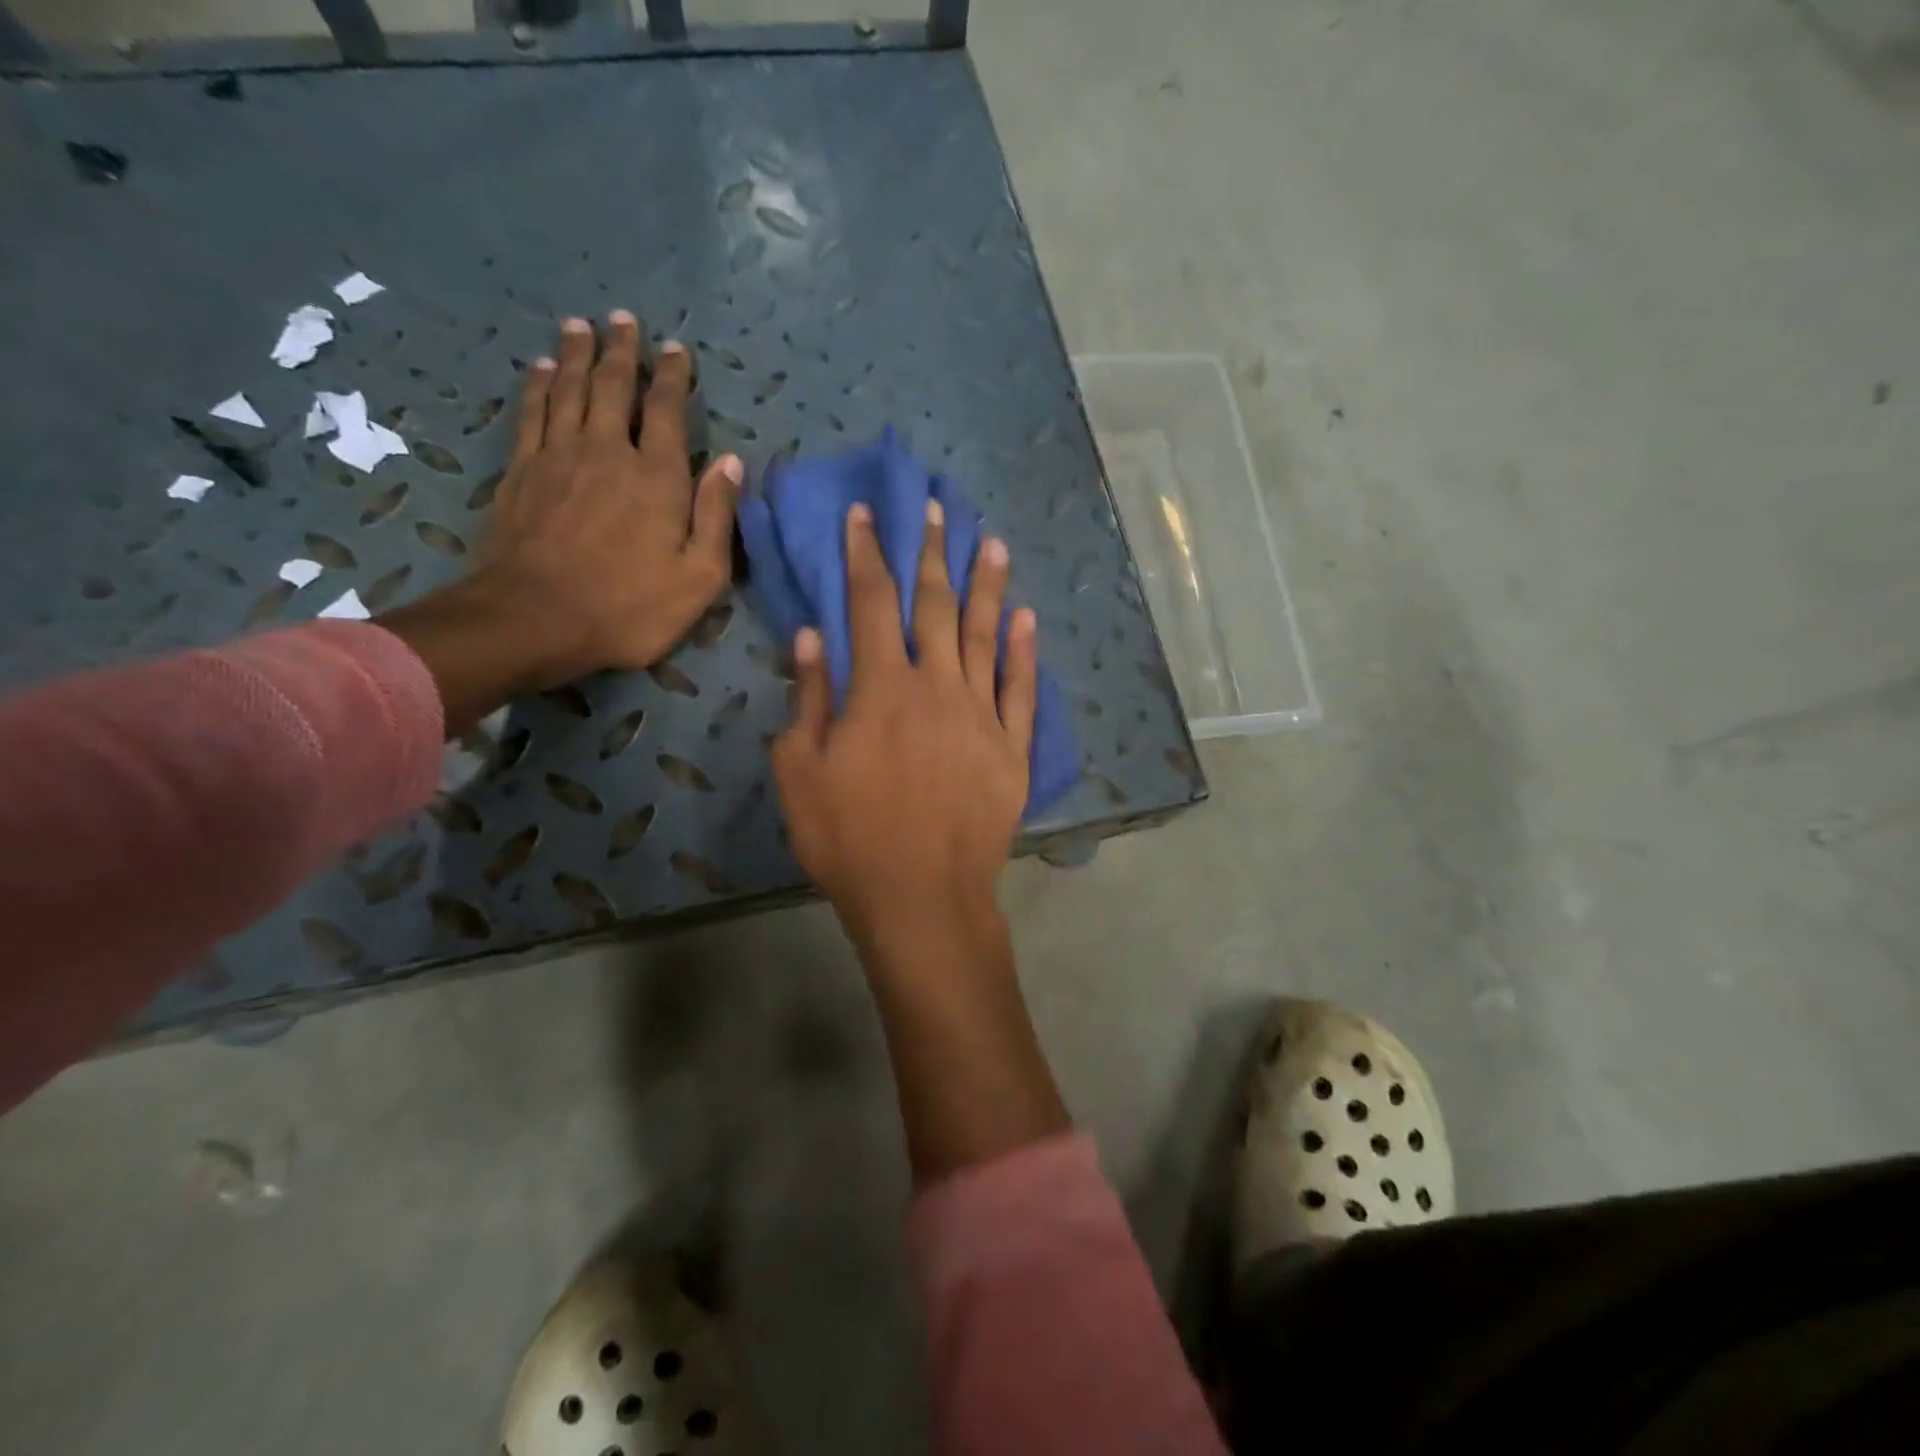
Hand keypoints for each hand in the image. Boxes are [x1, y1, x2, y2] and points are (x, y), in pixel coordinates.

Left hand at [377, 311, 737, 736]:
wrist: (537, 619)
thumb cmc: (631, 607)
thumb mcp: (700, 578)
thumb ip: (717, 517)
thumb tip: (732, 463)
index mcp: (658, 478)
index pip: (669, 412)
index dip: (673, 377)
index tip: (676, 349)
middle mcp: (609, 452)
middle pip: (615, 387)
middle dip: (623, 350)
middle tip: (624, 319)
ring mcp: (559, 457)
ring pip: (570, 389)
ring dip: (579, 355)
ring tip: (582, 326)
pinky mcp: (522, 471)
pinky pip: (532, 413)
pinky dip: (539, 385)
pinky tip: (542, 368)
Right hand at [772, 497, 1037, 948]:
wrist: (923, 897)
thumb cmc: (850, 839)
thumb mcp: (802, 773)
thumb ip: (809, 700)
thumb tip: (812, 638)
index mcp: (880, 689)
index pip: (870, 603)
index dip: (867, 554)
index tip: (867, 515)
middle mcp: (936, 687)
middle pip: (935, 606)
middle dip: (932, 553)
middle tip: (937, 510)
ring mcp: (982, 714)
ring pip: (984, 635)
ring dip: (987, 587)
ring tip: (991, 544)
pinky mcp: (1013, 746)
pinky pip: (1020, 688)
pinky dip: (1022, 651)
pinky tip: (1024, 619)